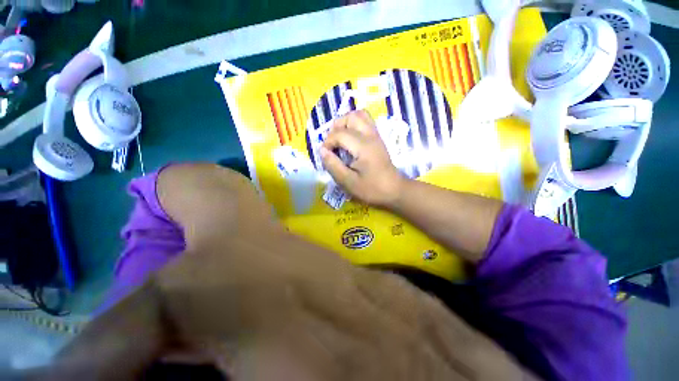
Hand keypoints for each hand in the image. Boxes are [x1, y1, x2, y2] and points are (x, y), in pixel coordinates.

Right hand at [320, 110, 404, 207]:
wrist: (394, 190)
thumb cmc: (372, 189)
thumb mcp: (348, 182)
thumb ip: (333, 165)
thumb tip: (322, 150)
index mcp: (363, 146)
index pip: (339, 133)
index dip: (328, 142)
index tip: (326, 155)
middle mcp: (370, 135)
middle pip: (350, 117)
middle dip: (336, 127)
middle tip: (332, 144)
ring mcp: (376, 135)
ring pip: (359, 115)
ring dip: (346, 123)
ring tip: (340, 138)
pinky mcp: (378, 138)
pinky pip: (365, 121)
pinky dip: (354, 125)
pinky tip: (350, 139)